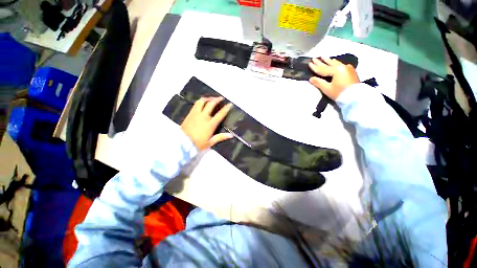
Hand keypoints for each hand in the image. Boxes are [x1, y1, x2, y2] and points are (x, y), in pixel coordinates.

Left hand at [181, 97, 233, 150]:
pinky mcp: (190, 114)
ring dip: (208, 98)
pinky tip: (203, 102)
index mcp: (210, 124)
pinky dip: (201, 101)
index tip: (230, 104)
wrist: (182, 143)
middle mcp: (203, 116)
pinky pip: (196, 104)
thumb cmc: (198, 144)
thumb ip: (221, 137)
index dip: (226, 108)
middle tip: (221, 98)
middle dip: (217, 99)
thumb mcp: (210, 142)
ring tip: (212, 99)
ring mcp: (196, 114)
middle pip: (211, 104)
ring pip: (202, 101)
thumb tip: (231, 135)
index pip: (220, 114)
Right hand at [308, 58, 359, 100]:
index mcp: (336, 70)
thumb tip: (311, 78)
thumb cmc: (339, 93)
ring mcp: (347, 68)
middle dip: (321, 62)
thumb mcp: (327, 89)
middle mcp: (342, 67)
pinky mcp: (351, 71)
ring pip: (336, 63)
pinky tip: (334, 62)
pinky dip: (336, 63)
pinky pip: (341, 65)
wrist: (355, 97)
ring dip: (329, 60)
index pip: (322, 69)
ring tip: (324, 57)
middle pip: (329, 64)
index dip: (315, 67)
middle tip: (314, 58)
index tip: (309, 63)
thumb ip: (319, 83)